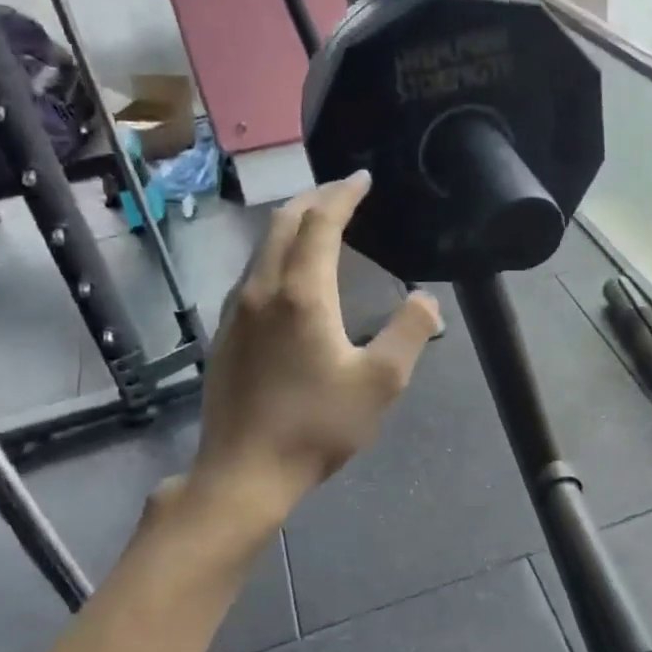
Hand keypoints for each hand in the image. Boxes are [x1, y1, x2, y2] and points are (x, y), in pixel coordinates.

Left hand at [186, 172, 441, 517]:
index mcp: (302, 294)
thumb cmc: (317, 426)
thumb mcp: (381, 382)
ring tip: (320, 225)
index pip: (320, 223)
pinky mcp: (226, 333)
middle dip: (314, 199)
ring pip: (263, 247)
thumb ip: (409, 332)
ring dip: (293, 225)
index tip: (363, 179)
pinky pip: (253, 273)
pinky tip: (291, 276)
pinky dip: (278, 254)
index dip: (343, 195)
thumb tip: (425, 299)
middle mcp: (262, 289)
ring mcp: (236, 311)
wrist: (244, 472)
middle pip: (283, 223)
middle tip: (343, 193)